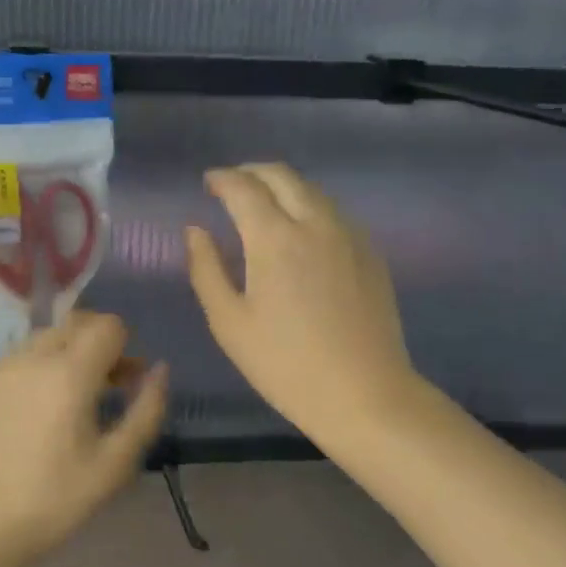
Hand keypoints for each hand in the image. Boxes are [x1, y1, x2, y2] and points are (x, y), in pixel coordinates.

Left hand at [0, 311, 168, 565]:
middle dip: (98, 344)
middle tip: (108, 386)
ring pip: (45, 338)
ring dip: (67, 353)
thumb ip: (146, 410)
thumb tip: (159, 370)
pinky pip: (18, 358)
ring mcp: (0, 367)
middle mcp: (32, 357)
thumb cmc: (55, 499)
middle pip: (75, 324)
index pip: (107, 325)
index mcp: (70, 372)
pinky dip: (37, 369)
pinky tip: (35, 412)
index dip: (124, 345)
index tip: (126, 379)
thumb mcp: (115, 463)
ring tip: (71, 400)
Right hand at [185, 163, 422, 439]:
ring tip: (262, 204)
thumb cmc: (285, 364)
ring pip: (312, 189)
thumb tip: (195, 230)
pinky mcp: (370, 252)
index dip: (222, 179)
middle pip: (282, 175)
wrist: (365, 395)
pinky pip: (334, 211)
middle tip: (231, 185)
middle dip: (251, 172)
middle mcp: (315, 223)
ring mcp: (349, 235)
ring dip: (282, 186)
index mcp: (274, 238)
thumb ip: (206, 268)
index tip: (208, 183)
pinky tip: (299, 230)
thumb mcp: (229, 322)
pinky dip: (308, 205)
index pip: (244, 187)